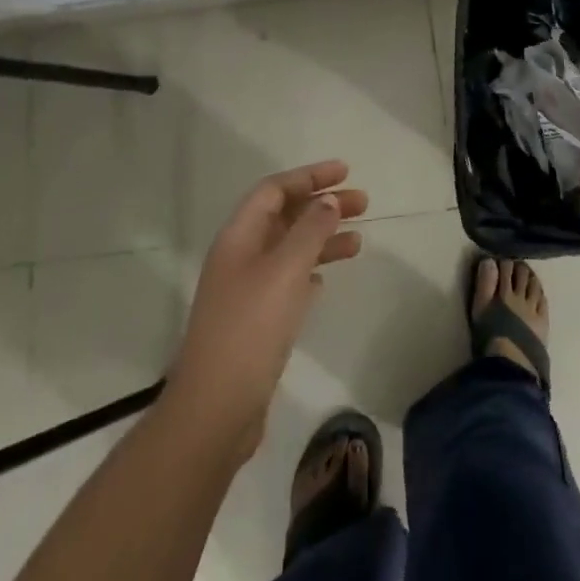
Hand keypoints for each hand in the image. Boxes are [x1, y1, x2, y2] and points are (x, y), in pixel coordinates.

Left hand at [169, 161, 367, 456]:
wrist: (216, 408)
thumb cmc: (250, 329)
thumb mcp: (285, 271)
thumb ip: (310, 231)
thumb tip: (328, 201)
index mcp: (239, 236)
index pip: (274, 190)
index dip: (309, 176)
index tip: (345, 172)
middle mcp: (240, 256)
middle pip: (285, 217)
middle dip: (322, 205)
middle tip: (363, 203)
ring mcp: (246, 290)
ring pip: (290, 250)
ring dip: (322, 239)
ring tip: (359, 242)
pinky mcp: (256, 321)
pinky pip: (288, 281)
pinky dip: (310, 271)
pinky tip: (328, 278)